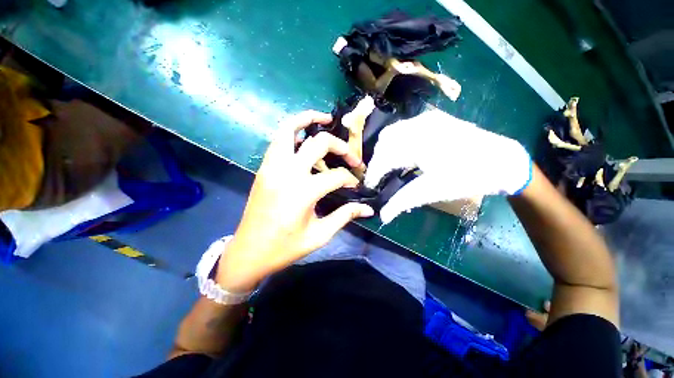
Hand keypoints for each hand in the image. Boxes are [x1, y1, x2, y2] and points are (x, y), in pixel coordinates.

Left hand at [216, 111, 373, 291]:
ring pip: (289, 129)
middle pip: (319, 144)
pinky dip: (293, 132)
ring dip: (308, 120)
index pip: (337, 176)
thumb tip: (368, 209)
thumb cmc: (286, 247)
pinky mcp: (264, 168)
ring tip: (326, 121)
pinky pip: (279, 140)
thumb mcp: (320, 235)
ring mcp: (272, 167)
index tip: (355, 186)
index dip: (350, 179)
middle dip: (340, 147)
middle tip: (350, 156)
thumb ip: (345, 216)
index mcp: (303, 192)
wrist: (249, 251)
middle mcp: (287, 172)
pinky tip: (305, 140)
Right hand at [365, 109, 530, 222]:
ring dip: (385, 150)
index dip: (373, 173)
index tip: (370, 186)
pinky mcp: (433, 119)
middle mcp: (419, 125)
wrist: (502, 161)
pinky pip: (403, 129)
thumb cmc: (469, 178)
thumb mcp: (433, 191)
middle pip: (384, 141)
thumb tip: (383, 216)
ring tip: (387, 167)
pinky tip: (401, 155)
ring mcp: (427, 119)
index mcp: (419, 144)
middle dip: (377, 160)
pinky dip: (395, 142)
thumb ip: (403, 201)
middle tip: (379, 178)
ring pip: (392, 132)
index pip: (384, 158)